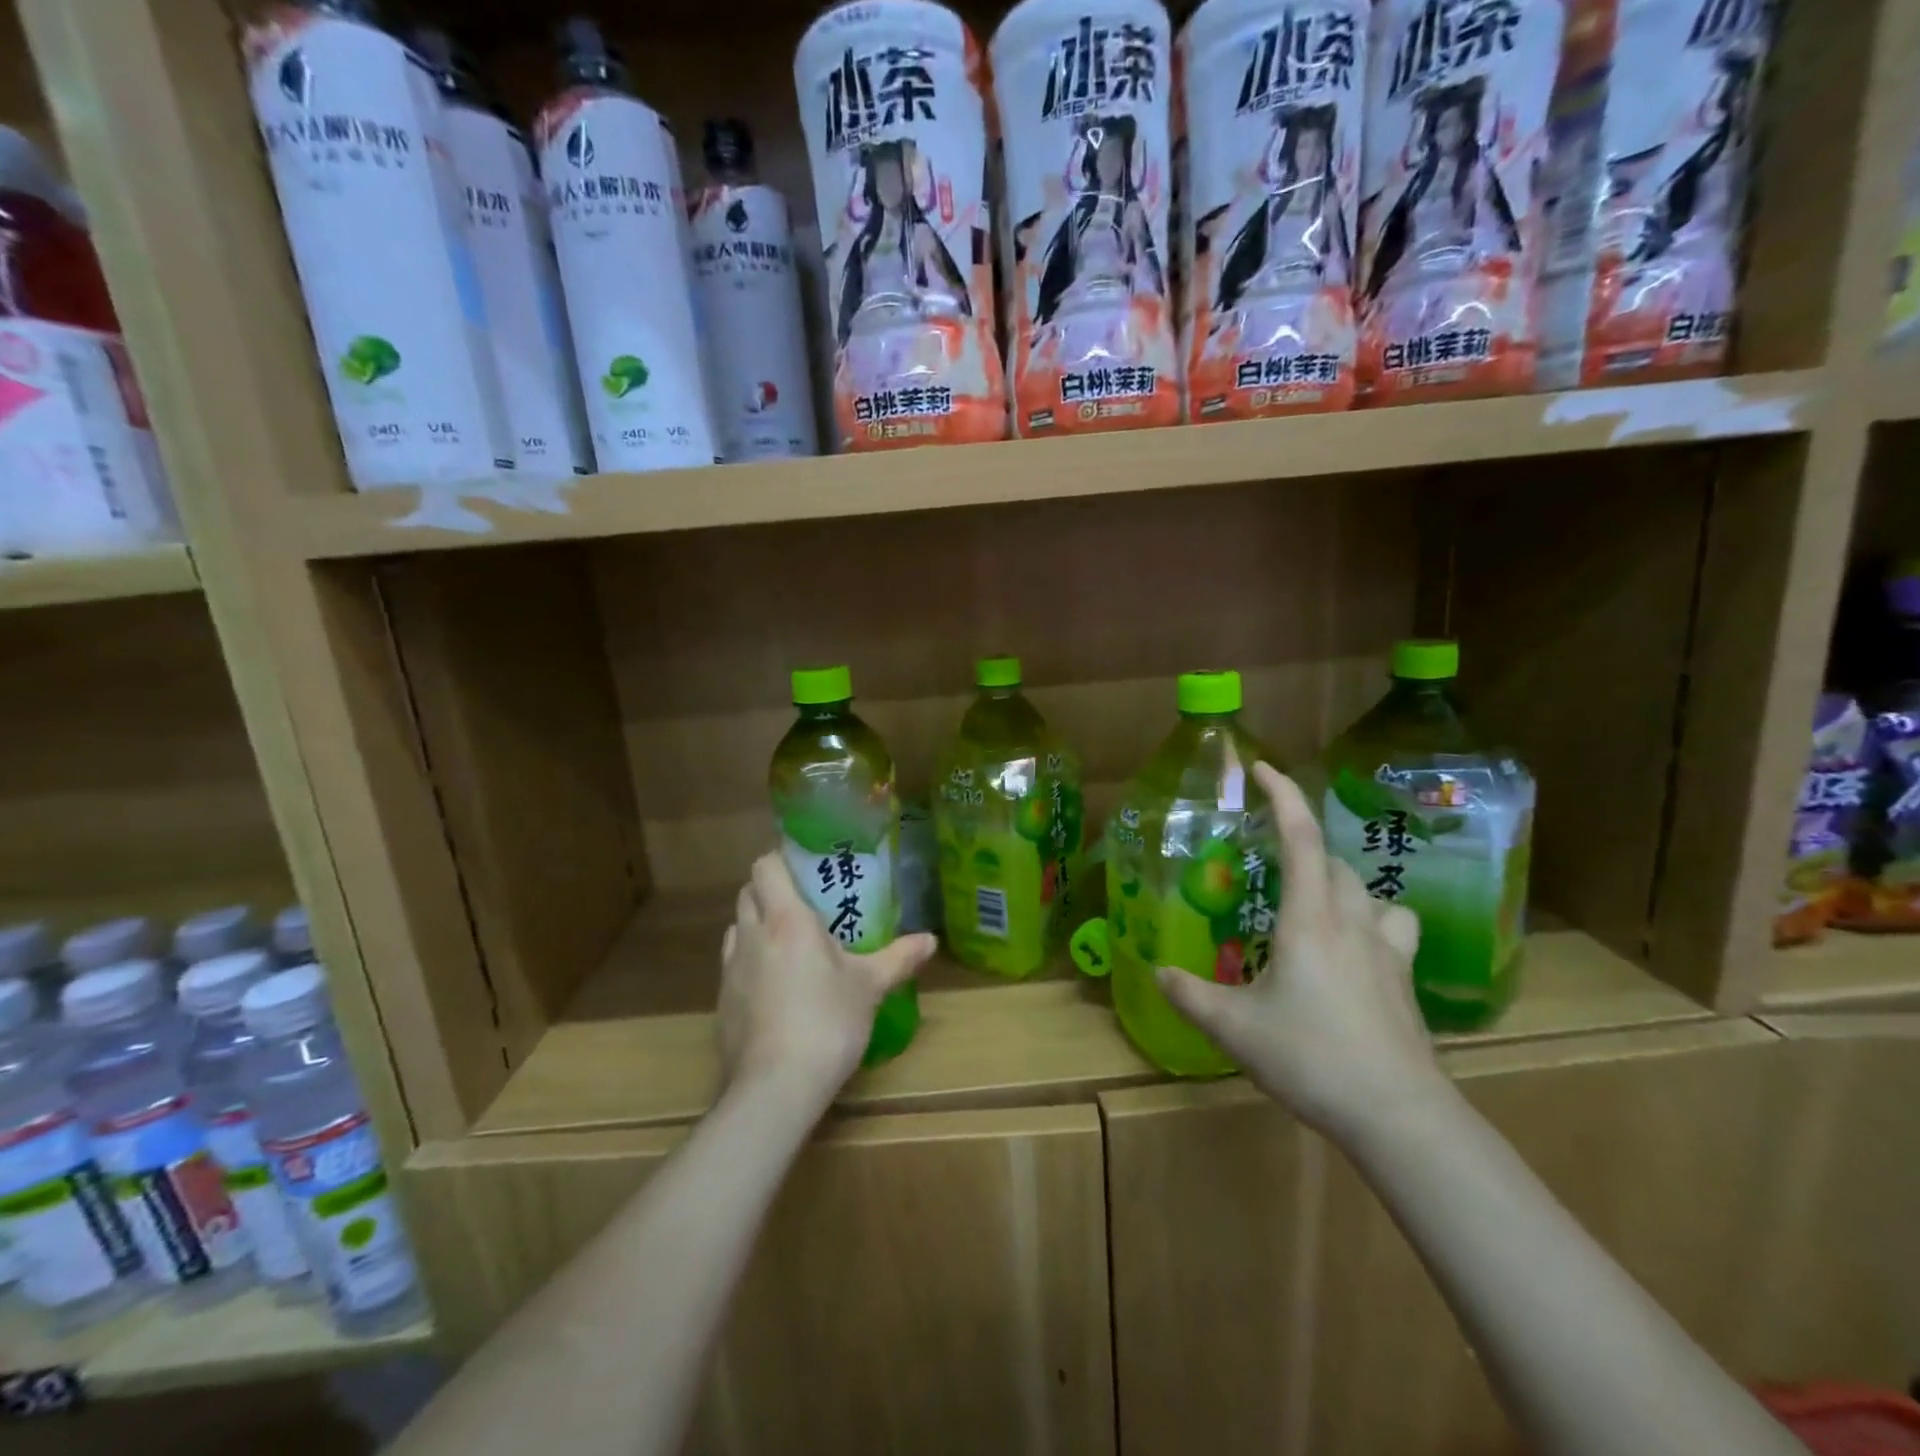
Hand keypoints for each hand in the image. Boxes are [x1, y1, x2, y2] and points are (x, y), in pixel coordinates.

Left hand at [718, 853, 936, 1107]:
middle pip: (748, 893)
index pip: (766, 866)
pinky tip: (775, 988)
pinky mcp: (721, 1003)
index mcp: (786, 920)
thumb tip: (931, 939)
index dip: (781, 859)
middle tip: (805, 904)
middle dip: (771, 890)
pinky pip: (733, 965)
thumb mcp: (870, 987)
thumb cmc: (828, 1022)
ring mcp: (730, 970)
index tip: (805, 867)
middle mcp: (751, 935)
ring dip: (757, 926)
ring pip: (737, 928)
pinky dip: (750, 963)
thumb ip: (899, 958)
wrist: (776, 1087)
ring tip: (789, 944)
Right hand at [1155, 762, 1448, 1141]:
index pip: (1299, 837)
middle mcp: (1351, 921)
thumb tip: (1157, 972)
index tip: (1260, 767)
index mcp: (1308, 920)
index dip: (1282, 794)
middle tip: (1267, 859)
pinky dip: (1369, 919)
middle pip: (1331, 860)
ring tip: (1311, 900)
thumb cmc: (1311, 1057)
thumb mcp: (1234, 1028)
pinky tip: (1353, 948)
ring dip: (1336, 881)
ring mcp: (1386, 950)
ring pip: (1367, 890)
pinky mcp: (1404, 979)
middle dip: (1300, 844)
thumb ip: (1191, 995)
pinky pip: (1390, 927)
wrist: (1398, 1114)